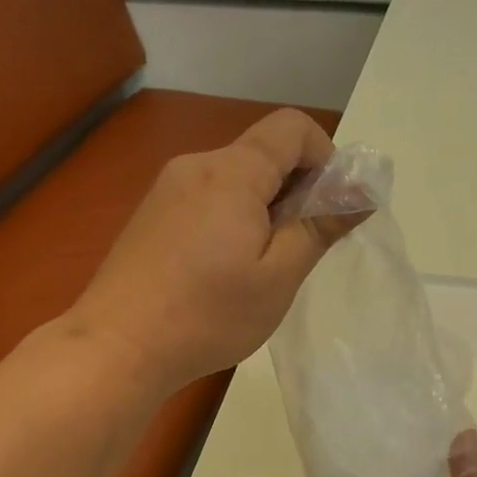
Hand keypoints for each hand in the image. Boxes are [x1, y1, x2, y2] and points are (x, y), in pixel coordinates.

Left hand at [70, 109, 346, 392]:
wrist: (116, 348)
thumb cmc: (208, 315)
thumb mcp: (279, 277)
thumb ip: (320, 227)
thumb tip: (361, 191)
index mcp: (232, 172)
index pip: (292, 128)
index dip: (325, 157)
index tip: (329, 208)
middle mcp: (196, 166)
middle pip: (262, 153)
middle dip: (296, 189)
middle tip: (300, 249)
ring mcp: (166, 190)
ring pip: (234, 179)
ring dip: (264, 208)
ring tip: (261, 268)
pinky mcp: (150, 216)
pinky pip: (206, 199)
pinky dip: (232, 219)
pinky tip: (223, 271)